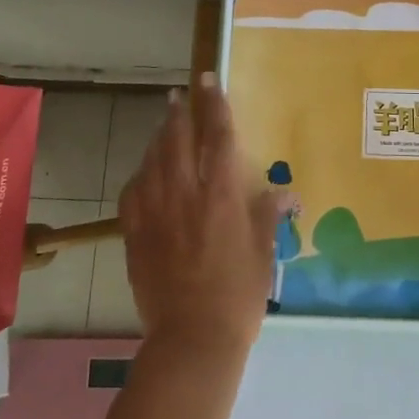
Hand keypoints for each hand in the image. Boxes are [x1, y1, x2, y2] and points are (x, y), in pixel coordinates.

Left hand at [117, 73, 292, 359]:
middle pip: (177, 140)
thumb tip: (286, 192)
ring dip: (158, 138)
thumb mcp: (263, 253)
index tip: (209, 81)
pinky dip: (140, 175)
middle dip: (179, 112)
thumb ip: (269, 216)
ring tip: (164, 124)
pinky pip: (133, 192)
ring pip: (152, 161)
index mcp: (221, 196)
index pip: (217, 137)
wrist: (193, 338)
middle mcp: (185, 195)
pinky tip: (145, 173)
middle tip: (179, 94)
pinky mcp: (135, 234)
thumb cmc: (239, 294)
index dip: (214, 104)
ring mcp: (155, 213)